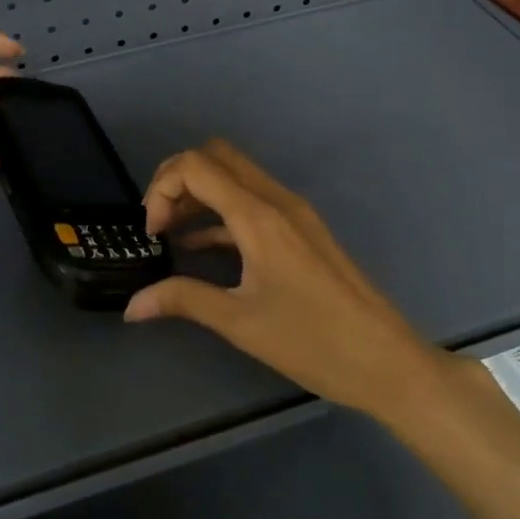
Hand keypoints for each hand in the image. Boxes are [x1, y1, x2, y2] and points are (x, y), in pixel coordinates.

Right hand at [124, 140, 443, 416]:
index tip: (152, 233)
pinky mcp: (302, 230)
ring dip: (199, 193)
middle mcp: (277, 201)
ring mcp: (294, 213)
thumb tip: (131, 306)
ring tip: (170, 233)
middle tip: (158, 222)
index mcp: (259, 216)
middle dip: (177, 179)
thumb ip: (183, 301)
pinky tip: (200, 246)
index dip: (162, 189)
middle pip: (216, 157)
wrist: (388, 362)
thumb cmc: (313, 342)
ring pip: (236, 176)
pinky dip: (221, 211)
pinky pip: (252, 201)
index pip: (196, 166)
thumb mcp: (241, 323)